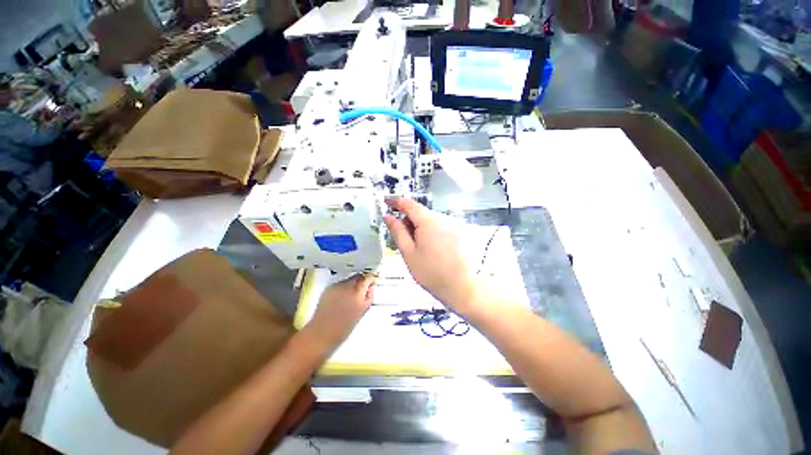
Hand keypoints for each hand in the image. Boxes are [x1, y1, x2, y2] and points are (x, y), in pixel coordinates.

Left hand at [305, 274, 374, 348]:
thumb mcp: (361, 313)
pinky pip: (339, 284)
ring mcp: (337, 287)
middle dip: (361, 280)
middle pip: (358, 276)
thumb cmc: (342, 328)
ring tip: (350, 295)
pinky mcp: (328, 289)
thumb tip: (371, 288)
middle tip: (362, 287)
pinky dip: (342, 288)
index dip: (370, 279)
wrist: (321, 333)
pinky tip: (341, 297)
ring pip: (348, 279)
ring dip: (351, 284)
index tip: (371, 281)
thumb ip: (368, 297)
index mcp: (358, 294)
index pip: (367, 278)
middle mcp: (347, 288)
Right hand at [383, 198, 477, 313]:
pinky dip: (428, 232)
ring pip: (428, 221)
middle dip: (407, 221)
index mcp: (428, 221)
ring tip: (416, 249)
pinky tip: (428, 250)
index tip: (386, 201)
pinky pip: (437, 227)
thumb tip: (388, 216)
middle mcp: (442, 218)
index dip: (395, 201)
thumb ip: (397, 231)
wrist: (461, 287)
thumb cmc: (431, 272)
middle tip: (402, 240)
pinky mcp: (457, 233)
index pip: (409, 204)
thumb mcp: (408, 252)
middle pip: (419, 213)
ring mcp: (451, 225)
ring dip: (418, 228)